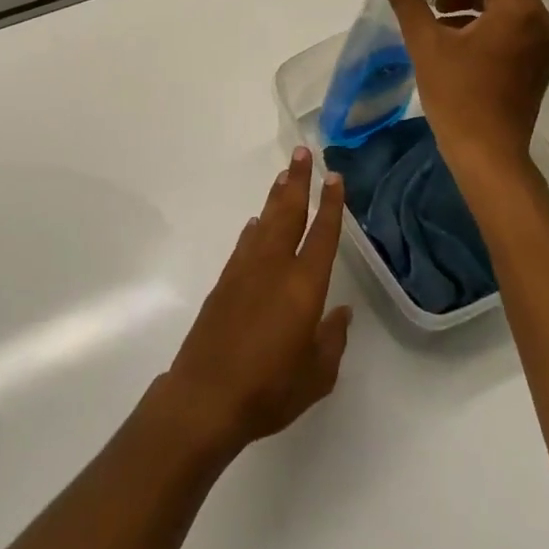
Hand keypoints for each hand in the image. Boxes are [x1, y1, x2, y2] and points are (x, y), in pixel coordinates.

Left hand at [157, 149, 351, 462]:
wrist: (207, 396)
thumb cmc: (270, 389)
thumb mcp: (317, 375)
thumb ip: (332, 340)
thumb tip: (341, 312)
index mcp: (304, 286)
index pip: (323, 235)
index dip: (331, 205)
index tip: (334, 177)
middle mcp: (275, 267)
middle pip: (289, 213)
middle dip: (297, 181)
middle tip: (302, 153)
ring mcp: (246, 270)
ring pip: (266, 221)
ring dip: (276, 197)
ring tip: (284, 176)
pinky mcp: (225, 281)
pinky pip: (246, 242)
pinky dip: (255, 227)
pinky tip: (257, 222)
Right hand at [373, 0, 548, 183]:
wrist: (488, 156)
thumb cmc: (457, 95)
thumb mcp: (425, 42)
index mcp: (518, 11)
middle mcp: (539, 22)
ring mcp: (543, 46)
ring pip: (511, 3)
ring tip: (437, 9)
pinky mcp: (537, 65)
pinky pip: (515, 26)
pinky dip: (487, 19)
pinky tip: (454, 35)